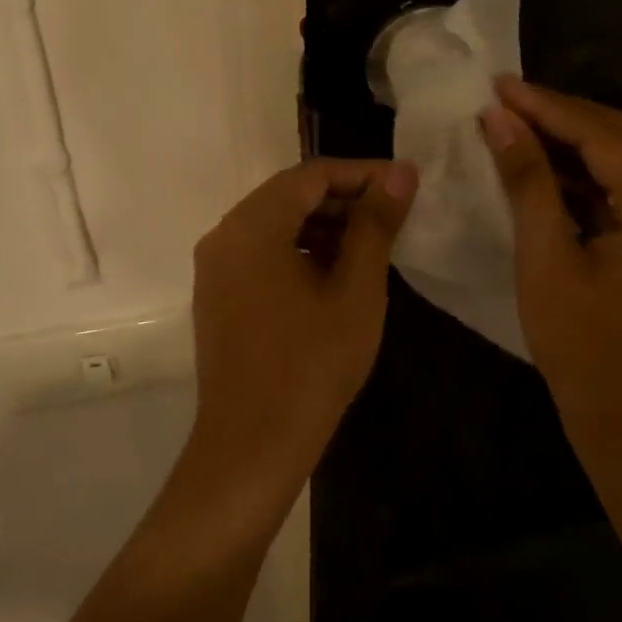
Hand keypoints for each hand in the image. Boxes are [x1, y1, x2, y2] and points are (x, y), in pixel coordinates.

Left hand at [188, 159, 418, 501]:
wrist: (252, 448)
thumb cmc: (311, 365)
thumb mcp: (356, 290)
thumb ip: (376, 224)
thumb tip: (401, 173)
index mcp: (252, 226)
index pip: (312, 174)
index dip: (363, 174)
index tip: (406, 185)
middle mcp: (224, 236)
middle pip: (290, 195)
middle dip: (344, 199)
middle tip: (394, 216)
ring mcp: (216, 268)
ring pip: (277, 224)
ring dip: (324, 226)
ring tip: (372, 246)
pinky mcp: (218, 296)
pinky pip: (263, 253)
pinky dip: (301, 251)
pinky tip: (336, 275)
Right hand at [480, 76, 621, 474]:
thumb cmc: (585, 350)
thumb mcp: (546, 261)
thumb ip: (528, 183)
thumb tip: (501, 120)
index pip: (602, 134)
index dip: (547, 105)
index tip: (498, 84)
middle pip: (620, 139)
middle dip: (561, 115)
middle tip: (504, 99)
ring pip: (621, 164)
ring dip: (571, 143)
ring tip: (516, 124)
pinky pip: (620, 194)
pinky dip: (582, 177)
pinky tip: (542, 171)